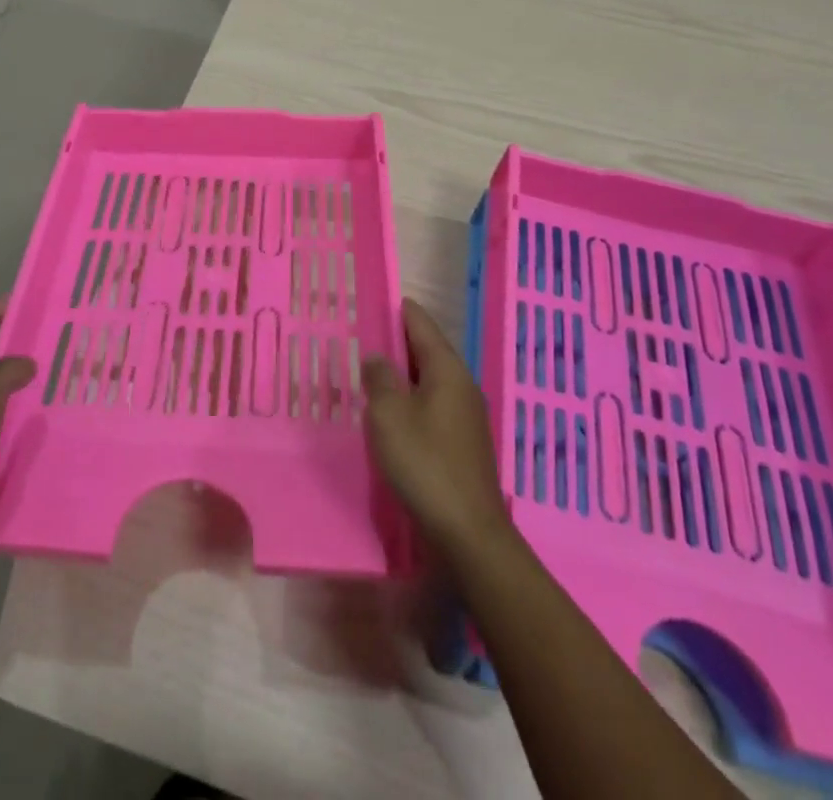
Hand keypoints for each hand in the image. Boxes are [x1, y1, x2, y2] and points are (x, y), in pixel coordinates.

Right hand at [362, 299, 512, 556]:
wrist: (468, 533)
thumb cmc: (425, 464)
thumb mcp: (389, 416)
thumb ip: (379, 379)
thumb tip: (377, 357)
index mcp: (447, 370)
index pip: (421, 324)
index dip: (399, 310)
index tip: (377, 298)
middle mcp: (461, 386)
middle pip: (427, 351)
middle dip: (398, 342)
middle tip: (364, 335)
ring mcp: (466, 416)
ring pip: (429, 381)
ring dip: (402, 374)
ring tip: (370, 372)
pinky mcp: (462, 443)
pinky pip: (431, 406)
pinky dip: (410, 400)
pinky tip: (391, 413)